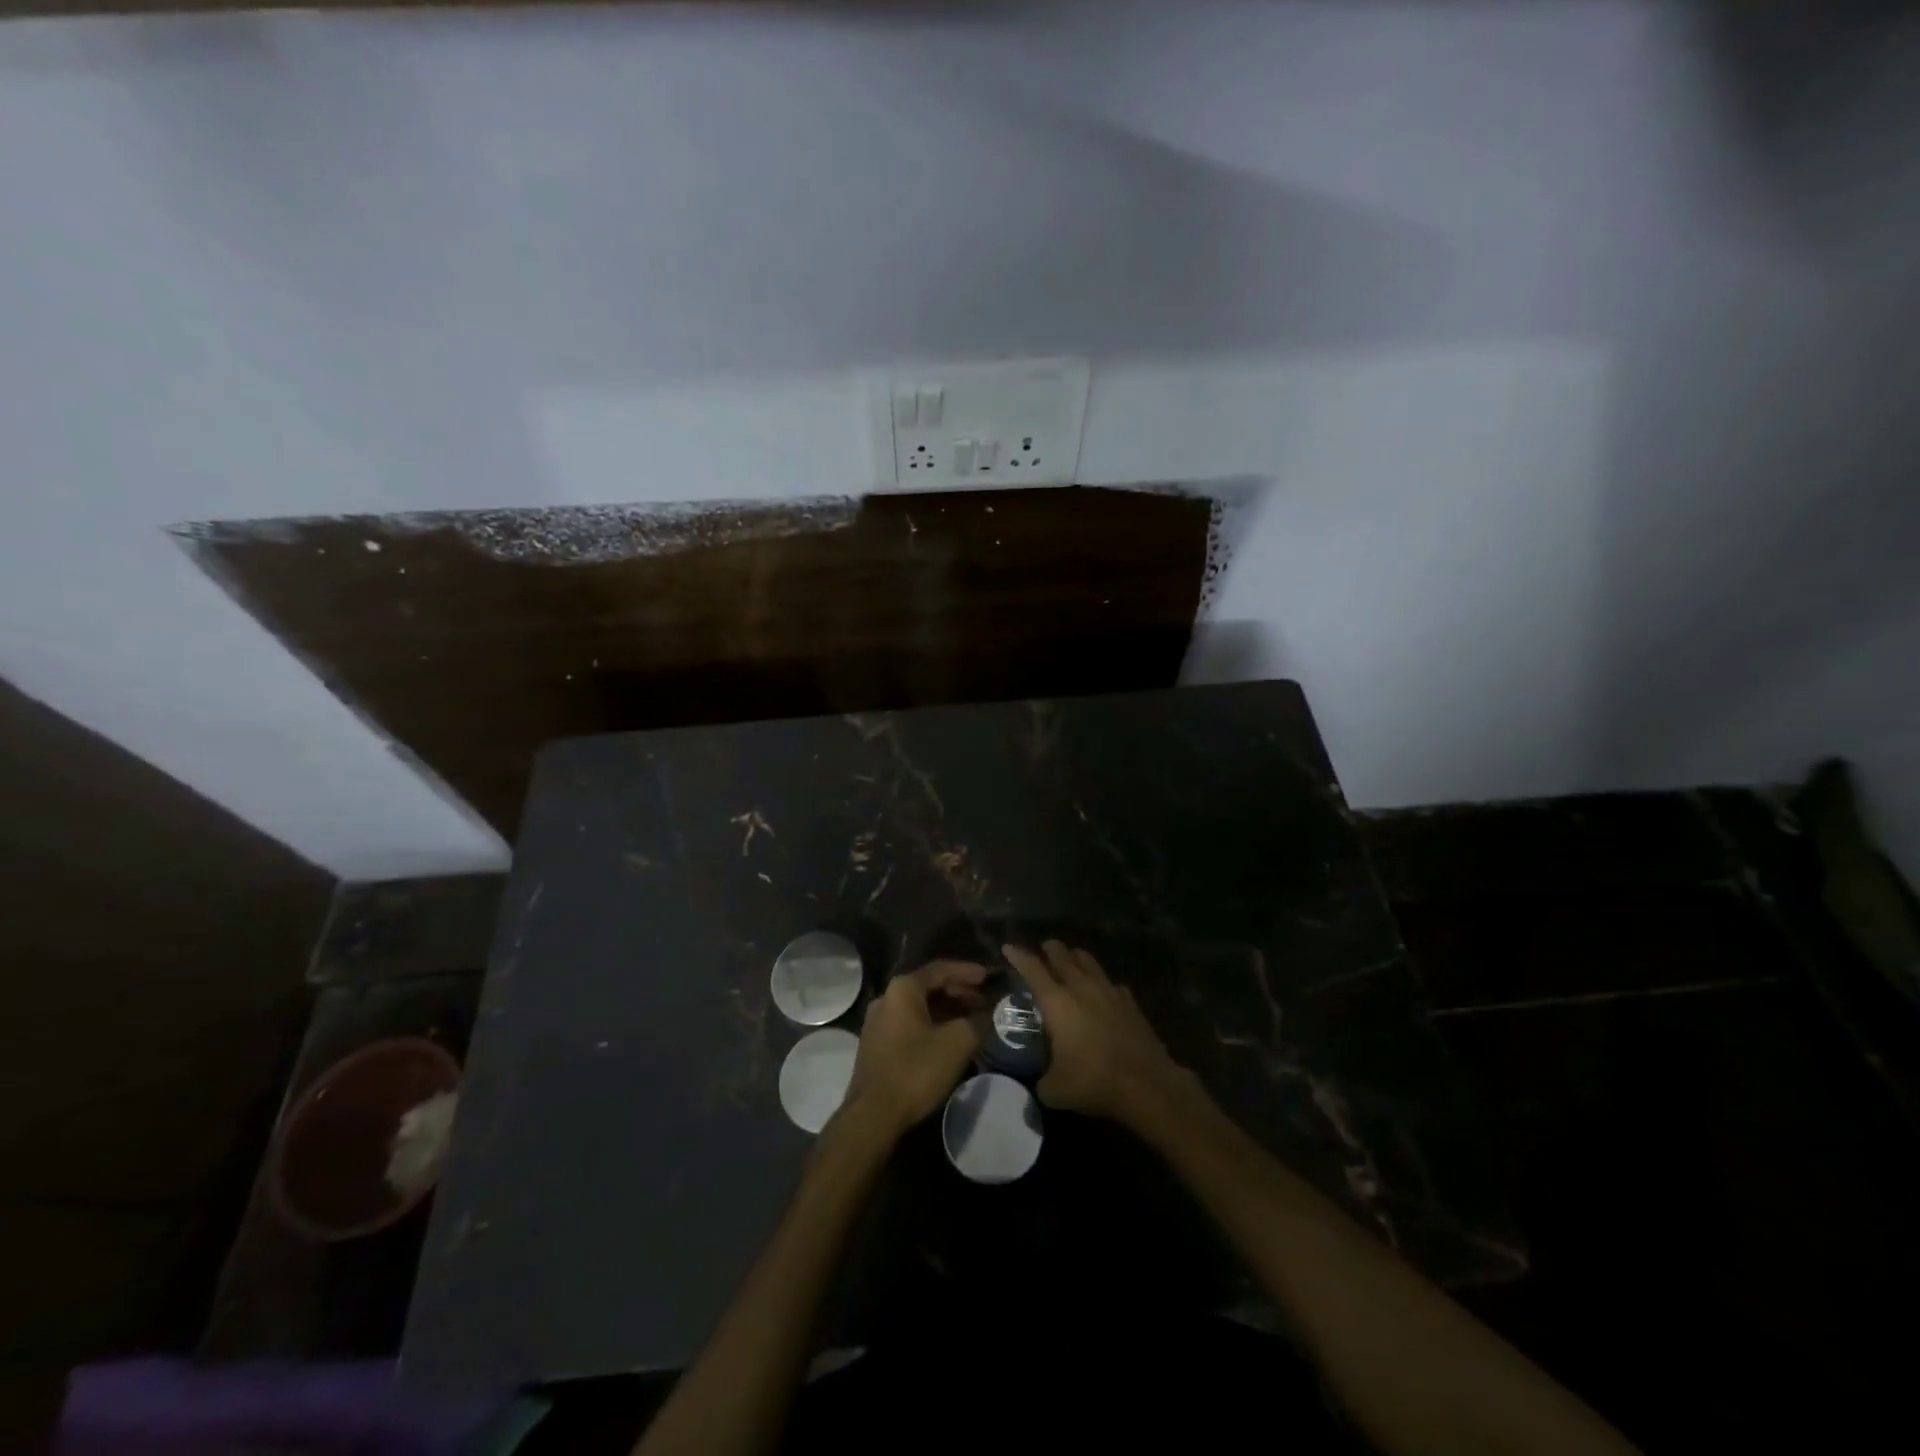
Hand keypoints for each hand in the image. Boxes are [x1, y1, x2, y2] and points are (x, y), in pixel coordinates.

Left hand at [841, 960, 987, 1138]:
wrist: (873, 1115)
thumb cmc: (916, 1070)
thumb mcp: (957, 1043)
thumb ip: (977, 1021)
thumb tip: (987, 1014)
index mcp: (903, 989)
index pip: (940, 969)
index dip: (967, 972)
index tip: (989, 977)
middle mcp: (887, 998)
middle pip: (929, 987)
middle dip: (959, 993)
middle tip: (984, 1003)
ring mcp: (878, 1022)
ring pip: (920, 1008)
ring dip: (947, 1011)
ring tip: (972, 1022)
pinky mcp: (877, 1045)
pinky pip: (910, 1024)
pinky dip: (933, 1025)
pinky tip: (950, 1040)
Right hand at [1003, 940, 1185, 1126]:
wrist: (1146, 1084)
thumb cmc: (1094, 1082)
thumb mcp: (1054, 1090)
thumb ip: (1039, 1081)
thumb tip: (1037, 1082)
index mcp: (1057, 1002)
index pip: (1032, 968)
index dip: (1018, 955)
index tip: (1008, 947)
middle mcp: (1081, 987)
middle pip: (1062, 955)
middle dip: (1049, 949)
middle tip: (1042, 951)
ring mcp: (1109, 991)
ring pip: (1088, 961)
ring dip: (1075, 958)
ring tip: (1070, 962)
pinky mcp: (1130, 1002)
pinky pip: (1111, 983)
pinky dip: (1102, 983)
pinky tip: (1102, 993)